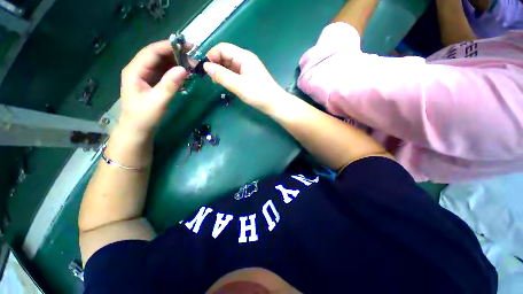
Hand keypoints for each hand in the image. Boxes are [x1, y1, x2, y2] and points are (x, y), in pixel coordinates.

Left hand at [119, 40, 187, 134]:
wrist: (138, 129)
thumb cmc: (144, 116)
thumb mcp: (158, 101)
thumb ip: (170, 84)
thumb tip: (184, 69)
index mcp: (135, 70)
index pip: (152, 52)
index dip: (169, 47)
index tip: (188, 47)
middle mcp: (139, 69)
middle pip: (157, 55)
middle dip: (175, 54)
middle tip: (194, 58)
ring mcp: (145, 75)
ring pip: (162, 63)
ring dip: (176, 62)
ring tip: (192, 64)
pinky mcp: (152, 82)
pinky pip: (164, 72)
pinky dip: (175, 71)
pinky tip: (185, 73)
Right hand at [203, 43, 285, 111]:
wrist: (275, 104)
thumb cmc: (258, 94)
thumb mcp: (238, 85)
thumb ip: (222, 75)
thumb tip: (205, 66)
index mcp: (244, 57)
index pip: (223, 48)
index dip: (211, 55)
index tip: (204, 68)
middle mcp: (246, 59)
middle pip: (226, 55)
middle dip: (215, 63)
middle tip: (209, 77)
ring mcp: (248, 68)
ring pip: (230, 64)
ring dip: (221, 71)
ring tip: (216, 82)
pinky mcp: (250, 76)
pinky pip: (235, 72)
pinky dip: (228, 76)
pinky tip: (226, 83)